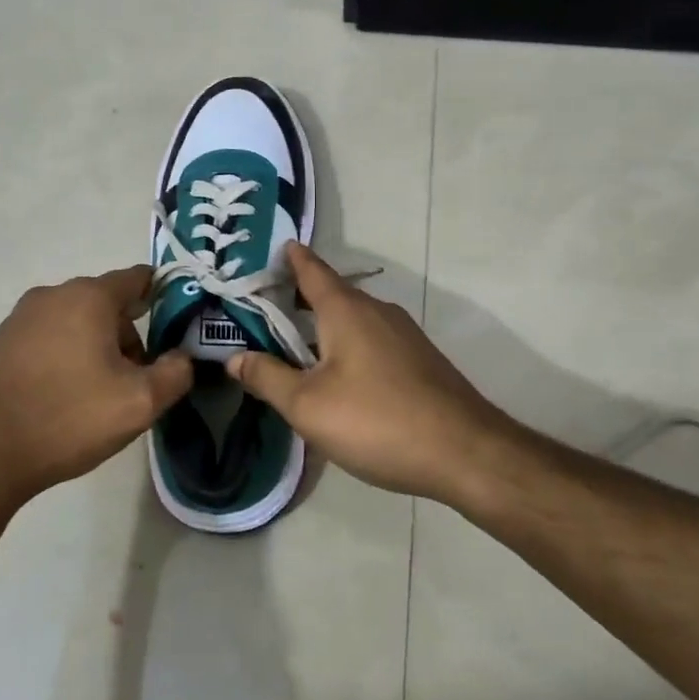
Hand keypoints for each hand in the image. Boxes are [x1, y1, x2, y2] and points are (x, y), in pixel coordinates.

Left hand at [0, 266, 192, 506]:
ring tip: (98, 394)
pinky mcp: (1, 342)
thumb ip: (175, 373)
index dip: (164, 298)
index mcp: (89, 297)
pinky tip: (64, 396)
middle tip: (136, 379)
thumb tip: (182, 357)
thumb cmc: (68, 418)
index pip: (138, 278)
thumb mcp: (139, 403)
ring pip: (77, 321)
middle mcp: (53, 294)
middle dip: (128, 334)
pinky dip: (66, 355)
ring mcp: (21, 317)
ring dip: (97, 347)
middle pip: (107, 303)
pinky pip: (50, 337)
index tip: (176, 329)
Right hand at [227, 243, 507, 500]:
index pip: (312, 270)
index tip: (274, 248)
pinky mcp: (419, 359)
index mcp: (346, 310)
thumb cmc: (377, 421)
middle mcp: (376, 311)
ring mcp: (403, 334)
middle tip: (264, 307)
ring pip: (353, 319)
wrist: (464, 451)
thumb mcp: (308, 406)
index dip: (291, 258)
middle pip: (331, 294)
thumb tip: (234, 358)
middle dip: (299, 297)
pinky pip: (371, 339)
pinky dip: (347, 343)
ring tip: (294, 343)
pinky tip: (338, 375)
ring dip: (323, 324)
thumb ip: (268, 378)